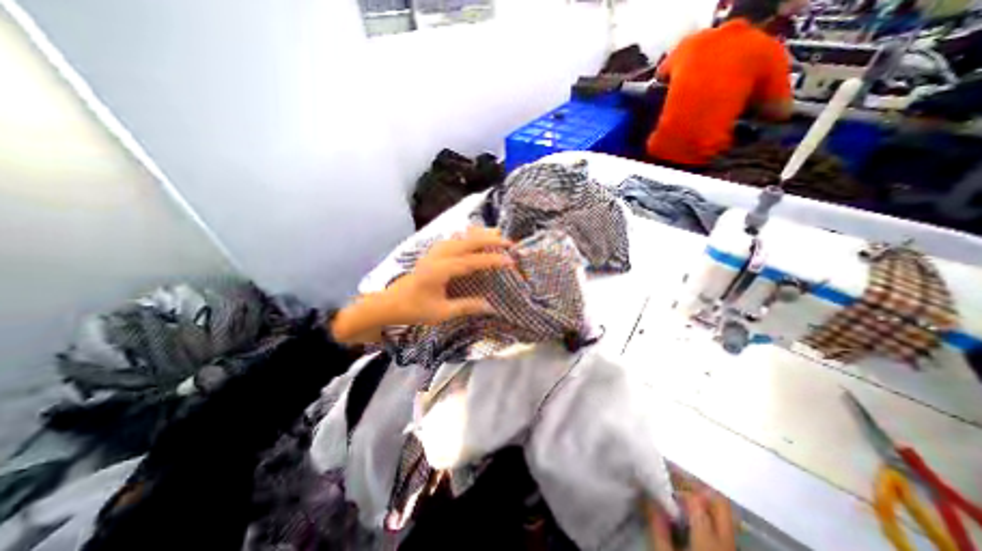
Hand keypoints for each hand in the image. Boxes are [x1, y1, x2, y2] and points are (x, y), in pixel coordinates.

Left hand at [331, 225, 513, 340]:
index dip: (492, 260)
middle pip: (468, 242)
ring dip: (479, 234)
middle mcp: (438, 256)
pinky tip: (471, 233)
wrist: (390, 303)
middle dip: (490, 240)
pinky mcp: (431, 253)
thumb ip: (466, 307)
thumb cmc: (414, 309)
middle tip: (508, 242)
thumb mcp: (442, 313)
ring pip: (460, 237)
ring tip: (495, 233)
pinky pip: (452, 238)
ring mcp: (434, 252)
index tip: (510, 261)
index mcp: (440, 270)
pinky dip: (465, 234)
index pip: (472, 261)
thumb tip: (490, 307)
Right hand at [645, 490, 735, 550]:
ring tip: (680, 500)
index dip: (676, 487)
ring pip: (725, 517)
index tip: (659, 484)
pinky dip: (707, 518)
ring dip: (703, 503)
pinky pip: (723, 530)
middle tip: (674, 484)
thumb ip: (657, 528)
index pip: (695, 499)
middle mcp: (726, 542)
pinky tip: (691, 522)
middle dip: (697, 488)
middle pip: (719, 503)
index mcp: (708, 539)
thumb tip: (649, 499)